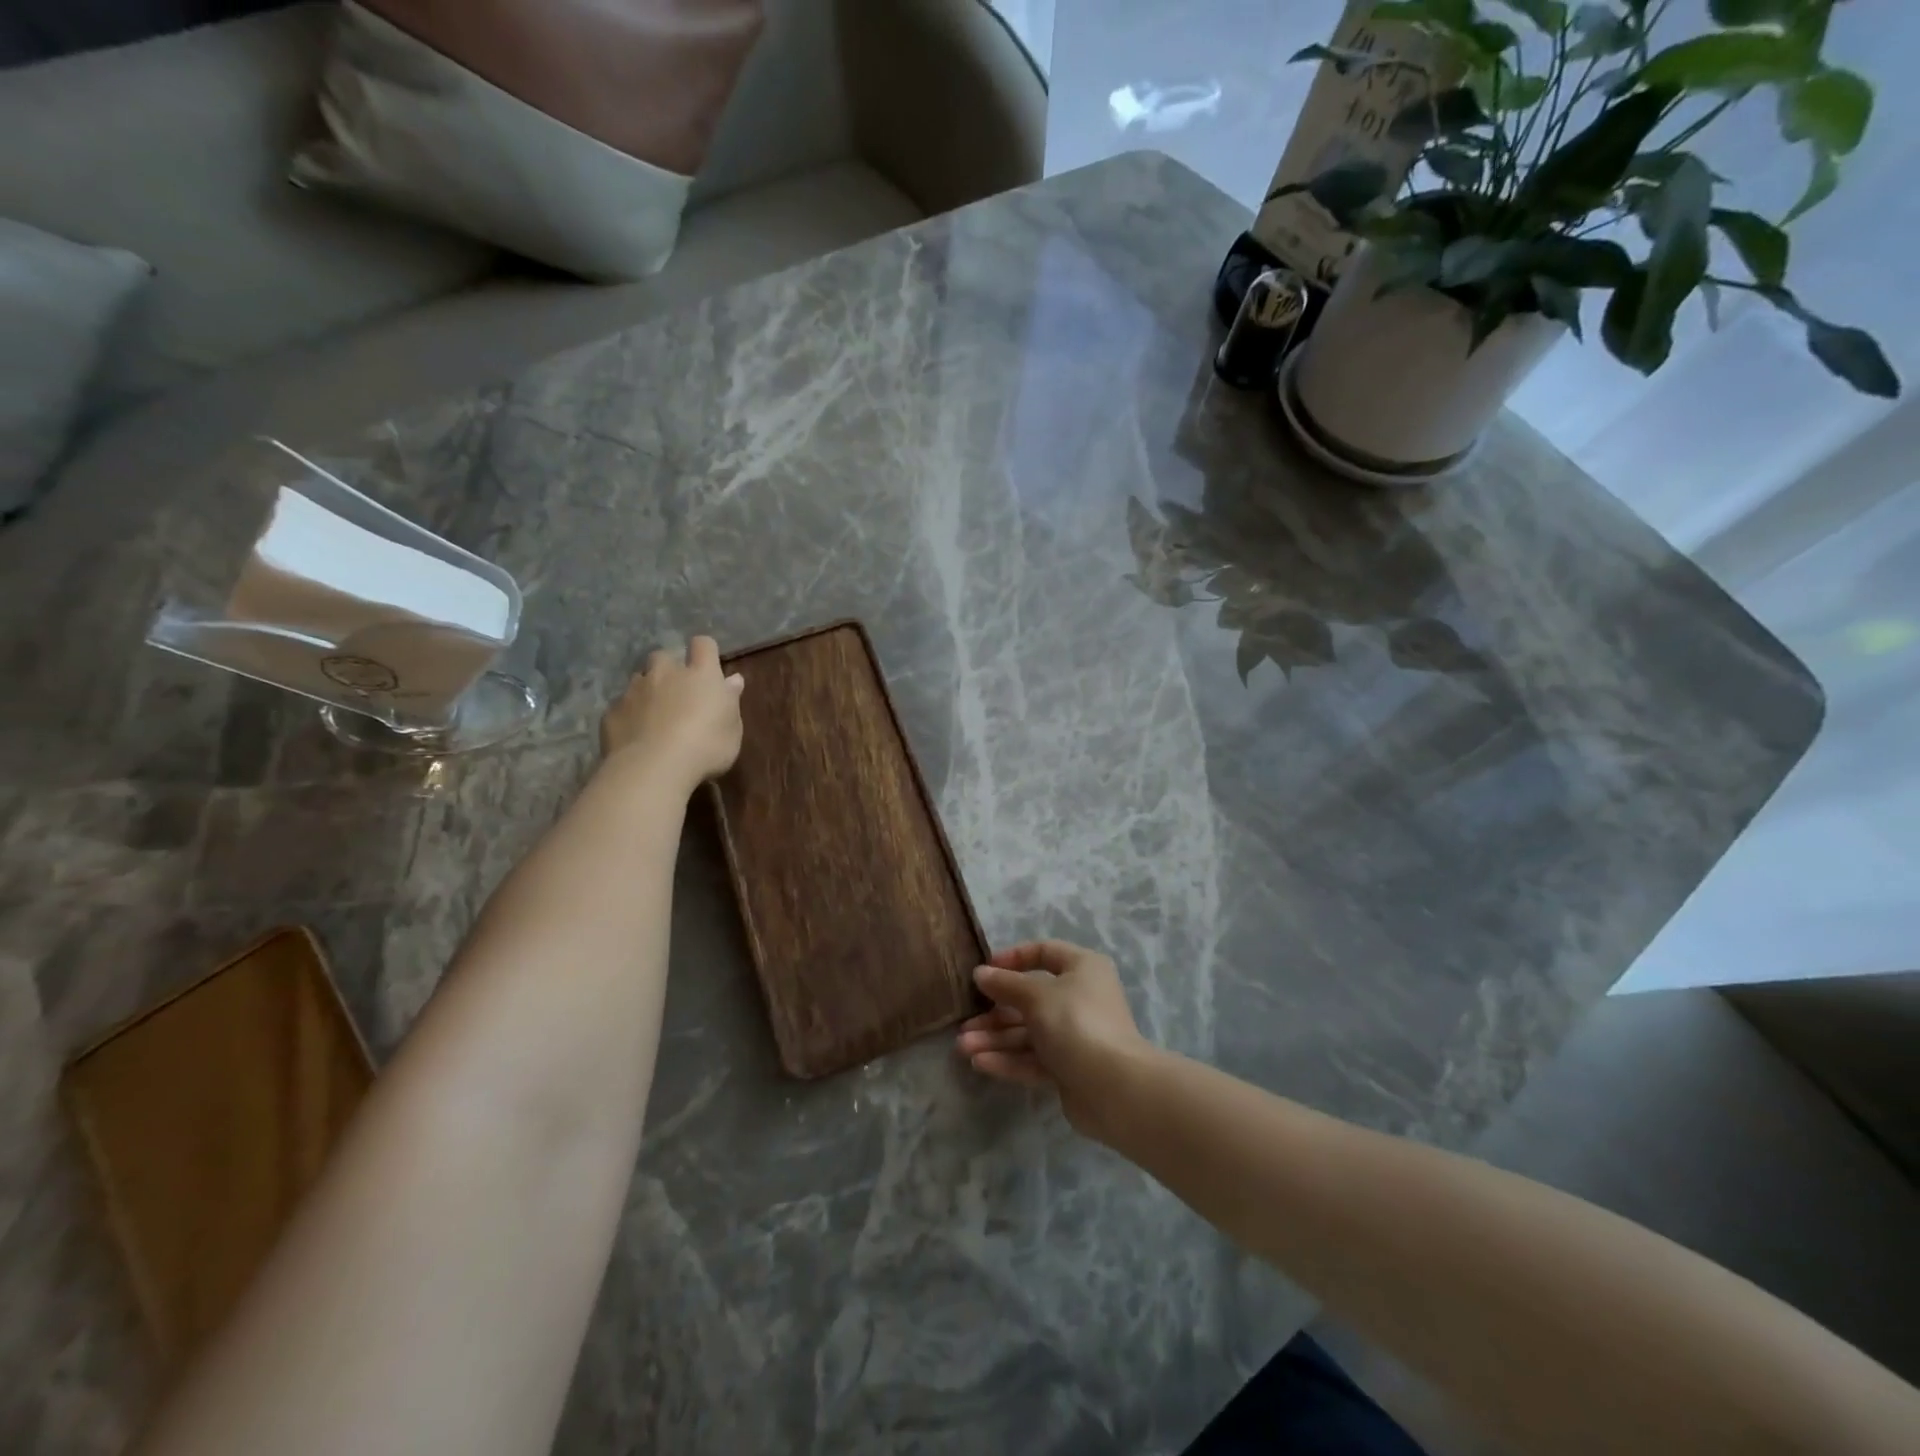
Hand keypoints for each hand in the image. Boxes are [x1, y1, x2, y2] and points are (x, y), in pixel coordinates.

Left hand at [600, 636, 744, 785]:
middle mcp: (665, 674)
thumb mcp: (732, 730)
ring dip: (647, 690)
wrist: (653, 768)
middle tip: (677, 691)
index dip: (705, 651)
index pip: (703, 645)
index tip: (708, 665)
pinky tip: (635, 735)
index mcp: (700, 675)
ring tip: (654, 714)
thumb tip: (733, 680)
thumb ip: (730, 701)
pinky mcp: (612, 712)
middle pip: (663, 656)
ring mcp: (634, 691)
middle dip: (668, 668)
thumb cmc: (706, 747)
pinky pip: (621, 706)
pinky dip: (629, 715)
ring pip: (639, 679)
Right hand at [956, 940, 1152, 1141]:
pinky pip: (1034, 1058)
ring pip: (1029, 1032)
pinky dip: (1009, 1059)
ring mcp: (1075, 1035)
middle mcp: (1080, 998)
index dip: (1014, 959)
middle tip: (965, 1021)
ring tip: (962, 1047)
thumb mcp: (1037, 996)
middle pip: (1031, 998)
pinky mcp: (1069, 1068)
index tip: (985, 971)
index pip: (1044, 953)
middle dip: (995, 1011)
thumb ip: (1006, 984)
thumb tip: (981, 973)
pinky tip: (979, 1062)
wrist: (1114, 1088)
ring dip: (996, 1038)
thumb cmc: (1076, 1023)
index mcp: (1082, 969)